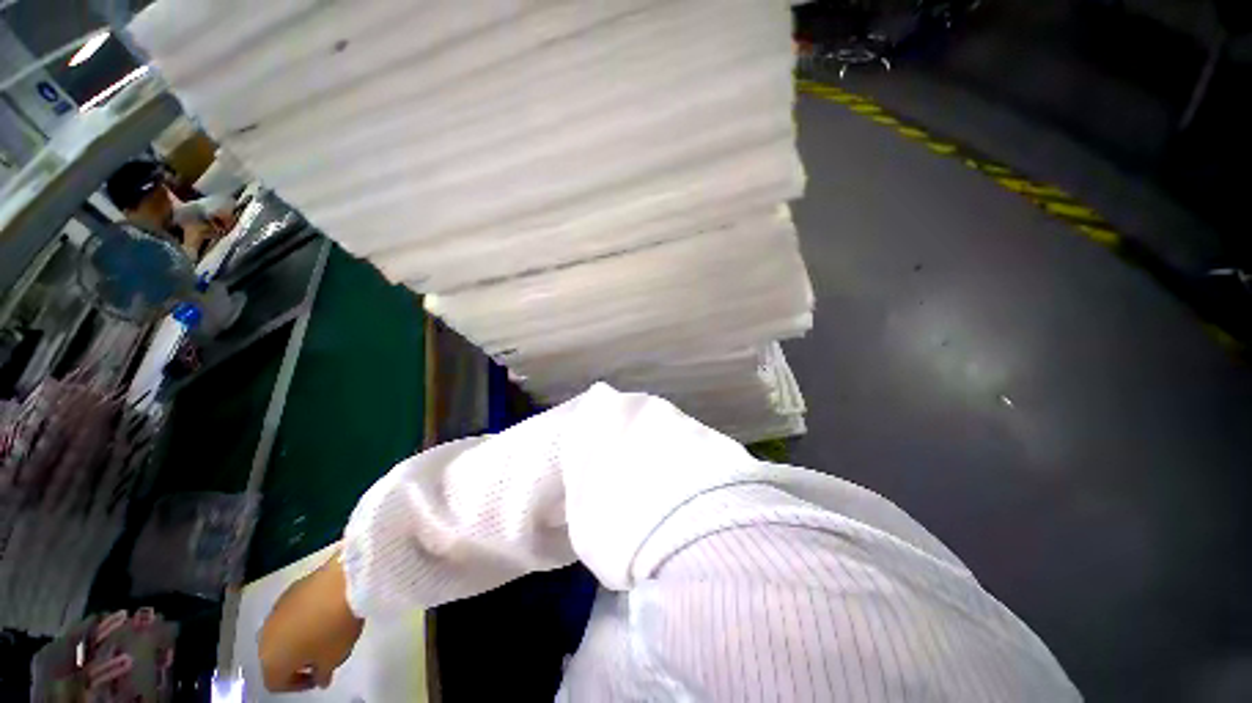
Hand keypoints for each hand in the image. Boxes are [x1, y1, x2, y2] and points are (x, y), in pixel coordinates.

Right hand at [258, 553, 363, 691]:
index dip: (297, 685)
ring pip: (281, 633)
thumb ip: (323, 674)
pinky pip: (290, 613)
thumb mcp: (334, 659)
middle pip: (275, 657)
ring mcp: (274, 610)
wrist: (343, 582)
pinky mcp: (289, 590)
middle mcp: (264, 637)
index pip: (276, 683)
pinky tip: (323, 612)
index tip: (318, 678)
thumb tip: (320, 679)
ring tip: (323, 633)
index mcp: (270, 660)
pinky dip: (302, 618)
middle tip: (320, 656)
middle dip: (295, 660)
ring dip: (297, 638)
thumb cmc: (335, 628)